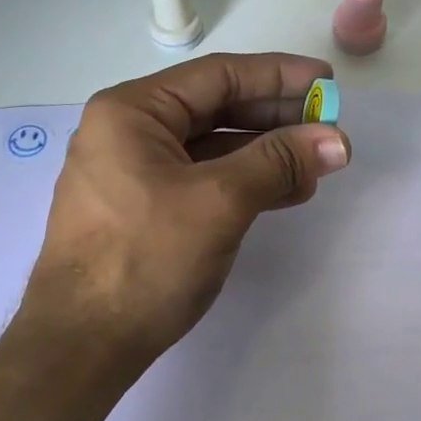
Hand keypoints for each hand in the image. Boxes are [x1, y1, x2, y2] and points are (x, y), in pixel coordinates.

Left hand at [17, 52, 351, 369]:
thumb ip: (278, 162)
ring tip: (317, 163)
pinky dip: (245, 181)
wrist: (82, 345)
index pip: (217, 75)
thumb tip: (337, 140)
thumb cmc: (144, 260)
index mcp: (132, 112)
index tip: (327, 83)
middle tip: (329, 126)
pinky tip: (286, 191)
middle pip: (215, 108)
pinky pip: (203, 179)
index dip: (278, 76)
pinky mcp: (143, 208)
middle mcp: (128, 132)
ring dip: (266, 152)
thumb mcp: (219, 202)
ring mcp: (133, 172)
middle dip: (276, 117)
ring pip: (212, 146)